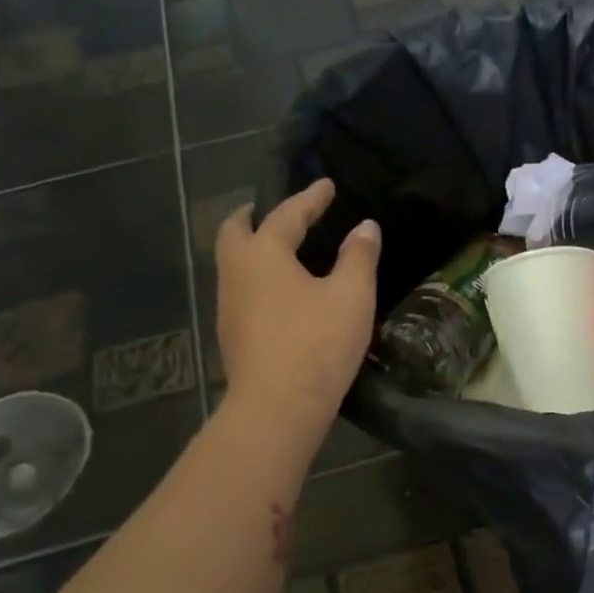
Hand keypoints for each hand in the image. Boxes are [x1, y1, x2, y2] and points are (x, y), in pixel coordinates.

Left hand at [216, 178, 379, 431]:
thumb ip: (359, 256)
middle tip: (278, 212)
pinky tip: (280, 295)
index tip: (327, 185)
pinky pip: (242, 292)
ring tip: (283, 252)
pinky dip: (258, 279)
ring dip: (253, 249)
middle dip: (256, 216)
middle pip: (235, 231)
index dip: (310, 198)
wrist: (278, 407)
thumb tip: (365, 227)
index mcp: (263, 254)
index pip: (287, 214)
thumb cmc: (317, 343)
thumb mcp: (351, 296)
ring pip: (234, 264)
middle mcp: (235, 273)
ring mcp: (228, 307)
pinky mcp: (232, 336)